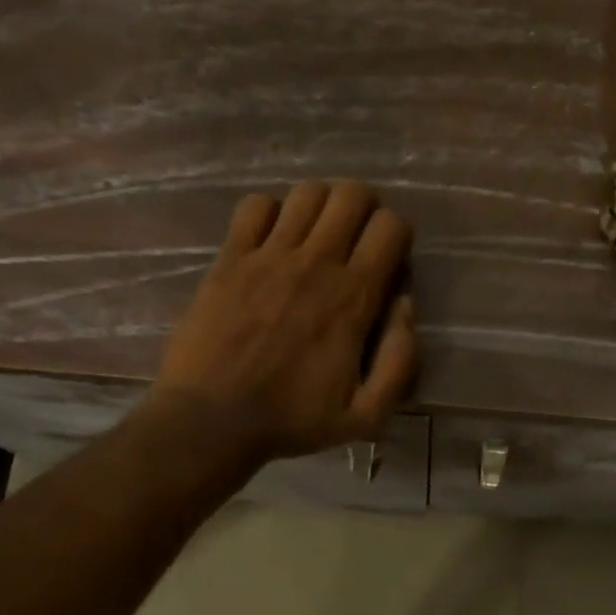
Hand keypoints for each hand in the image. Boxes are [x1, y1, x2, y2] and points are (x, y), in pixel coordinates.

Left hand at [148, 181, 415, 461]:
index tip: (388, 262)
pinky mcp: (230, 258)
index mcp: (354, 297)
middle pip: (351, 195)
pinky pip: (255, 206)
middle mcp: (316, 263)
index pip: (391, 227)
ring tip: (318, 234)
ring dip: (322, 206)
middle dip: (365, 208)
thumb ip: (400, 359)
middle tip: (357, 238)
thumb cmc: (292, 419)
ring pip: (307, 192)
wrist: (210, 421)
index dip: (398, 236)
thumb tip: (405, 304)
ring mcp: (268, 256)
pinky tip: (273, 239)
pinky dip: (271, 212)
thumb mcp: (367, 414)